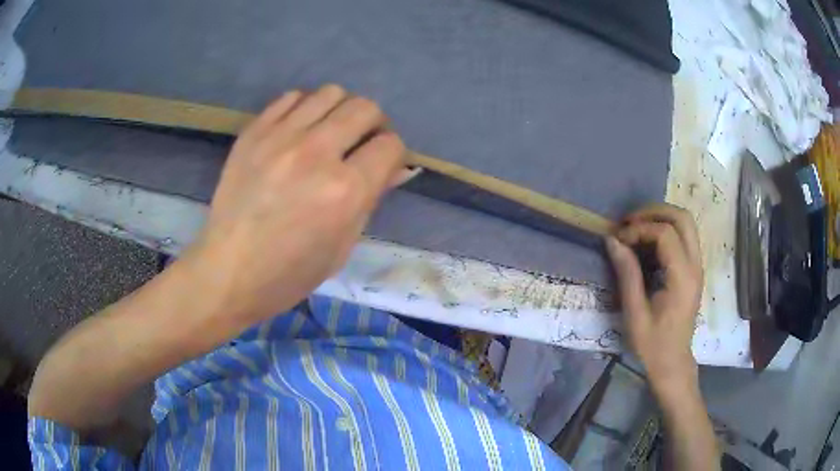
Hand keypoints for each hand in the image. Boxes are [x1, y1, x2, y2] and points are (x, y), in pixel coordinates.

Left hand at [187, 84, 405, 322]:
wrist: (229, 271)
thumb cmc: (291, 272)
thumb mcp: (343, 246)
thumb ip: (371, 199)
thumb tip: (395, 168)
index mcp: (345, 191)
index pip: (389, 145)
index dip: (392, 154)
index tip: (382, 164)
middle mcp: (316, 153)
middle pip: (364, 108)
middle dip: (373, 124)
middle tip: (360, 144)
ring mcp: (280, 137)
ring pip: (331, 93)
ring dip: (340, 111)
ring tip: (328, 133)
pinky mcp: (254, 132)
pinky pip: (291, 97)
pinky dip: (304, 108)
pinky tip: (298, 130)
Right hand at [605, 204, 703, 394]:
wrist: (673, 362)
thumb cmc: (653, 344)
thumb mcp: (635, 313)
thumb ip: (627, 274)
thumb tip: (613, 240)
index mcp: (682, 278)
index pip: (665, 234)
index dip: (639, 229)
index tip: (619, 240)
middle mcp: (695, 266)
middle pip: (682, 218)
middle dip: (654, 212)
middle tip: (629, 222)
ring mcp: (697, 266)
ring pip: (686, 223)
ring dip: (661, 217)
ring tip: (636, 228)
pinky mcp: (694, 269)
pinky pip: (684, 236)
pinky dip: (666, 229)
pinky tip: (648, 242)